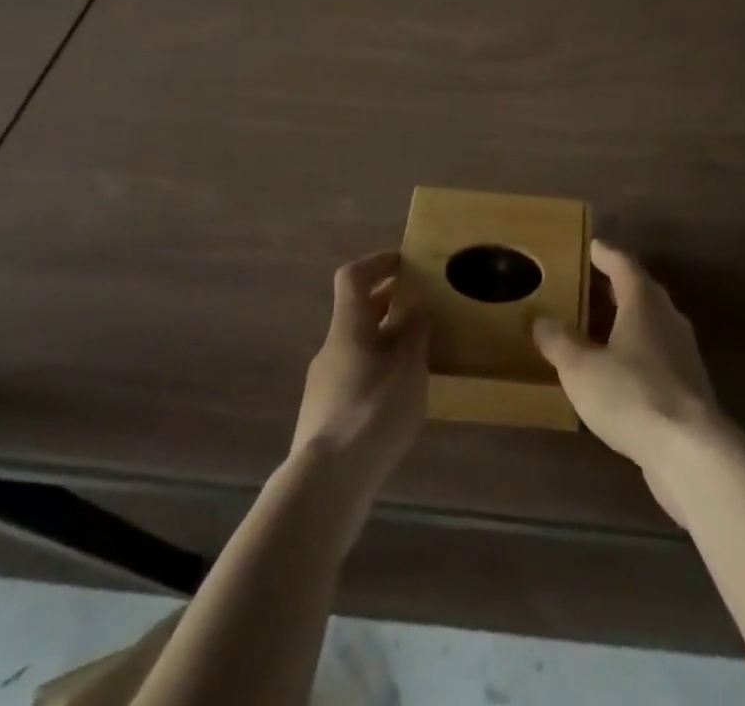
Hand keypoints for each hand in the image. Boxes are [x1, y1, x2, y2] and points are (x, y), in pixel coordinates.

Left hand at [291, 251, 429, 500]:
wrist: (327, 483)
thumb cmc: (373, 409)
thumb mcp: (408, 365)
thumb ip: (414, 331)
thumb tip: (415, 305)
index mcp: (348, 327)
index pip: (353, 277)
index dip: (377, 262)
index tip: (404, 262)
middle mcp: (331, 349)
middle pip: (356, 313)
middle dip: (388, 304)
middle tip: (421, 306)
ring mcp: (323, 386)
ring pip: (357, 348)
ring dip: (384, 342)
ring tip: (418, 357)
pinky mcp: (324, 419)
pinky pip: (355, 379)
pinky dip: (377, 374)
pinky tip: (398, 399)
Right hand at [532, 239, 721, 525]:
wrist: (691, 451)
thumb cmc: (632, 394)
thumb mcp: (581, 368)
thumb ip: (559, 341)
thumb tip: (541, 320)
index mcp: (643, 300)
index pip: (622, 263)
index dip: (603, 254)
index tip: (587, 246)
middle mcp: (667, 317)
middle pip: (639, 291)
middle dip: (612, 287)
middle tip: (583, 286)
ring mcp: (682, 352)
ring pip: (649, 324)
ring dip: (623, 321)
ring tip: (593, 328)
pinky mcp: (688, 385)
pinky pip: (655, 355)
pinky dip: (634, 353)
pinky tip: (615, 372)